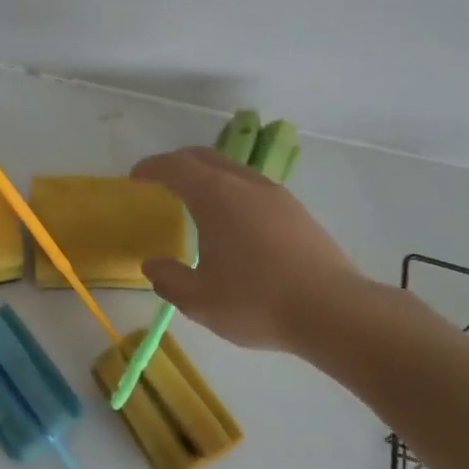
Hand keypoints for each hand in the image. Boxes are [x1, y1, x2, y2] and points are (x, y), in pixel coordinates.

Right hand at [131, 147, 366, 351]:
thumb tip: (153, 265)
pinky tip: (232, 221)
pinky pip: (253, 188)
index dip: (151, 168)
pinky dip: (231, 191)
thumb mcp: (199, 300)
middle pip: (205, 158)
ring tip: (195, 199)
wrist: (333, 311)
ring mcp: (276, 196)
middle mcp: (246, 185)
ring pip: (233, 170)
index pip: (176, 167)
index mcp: (216, 197)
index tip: (135, 178)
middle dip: (178, 163)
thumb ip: (169, 279)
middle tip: (160, 179)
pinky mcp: (297, 212)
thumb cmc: (256, 302)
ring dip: (208, 176)